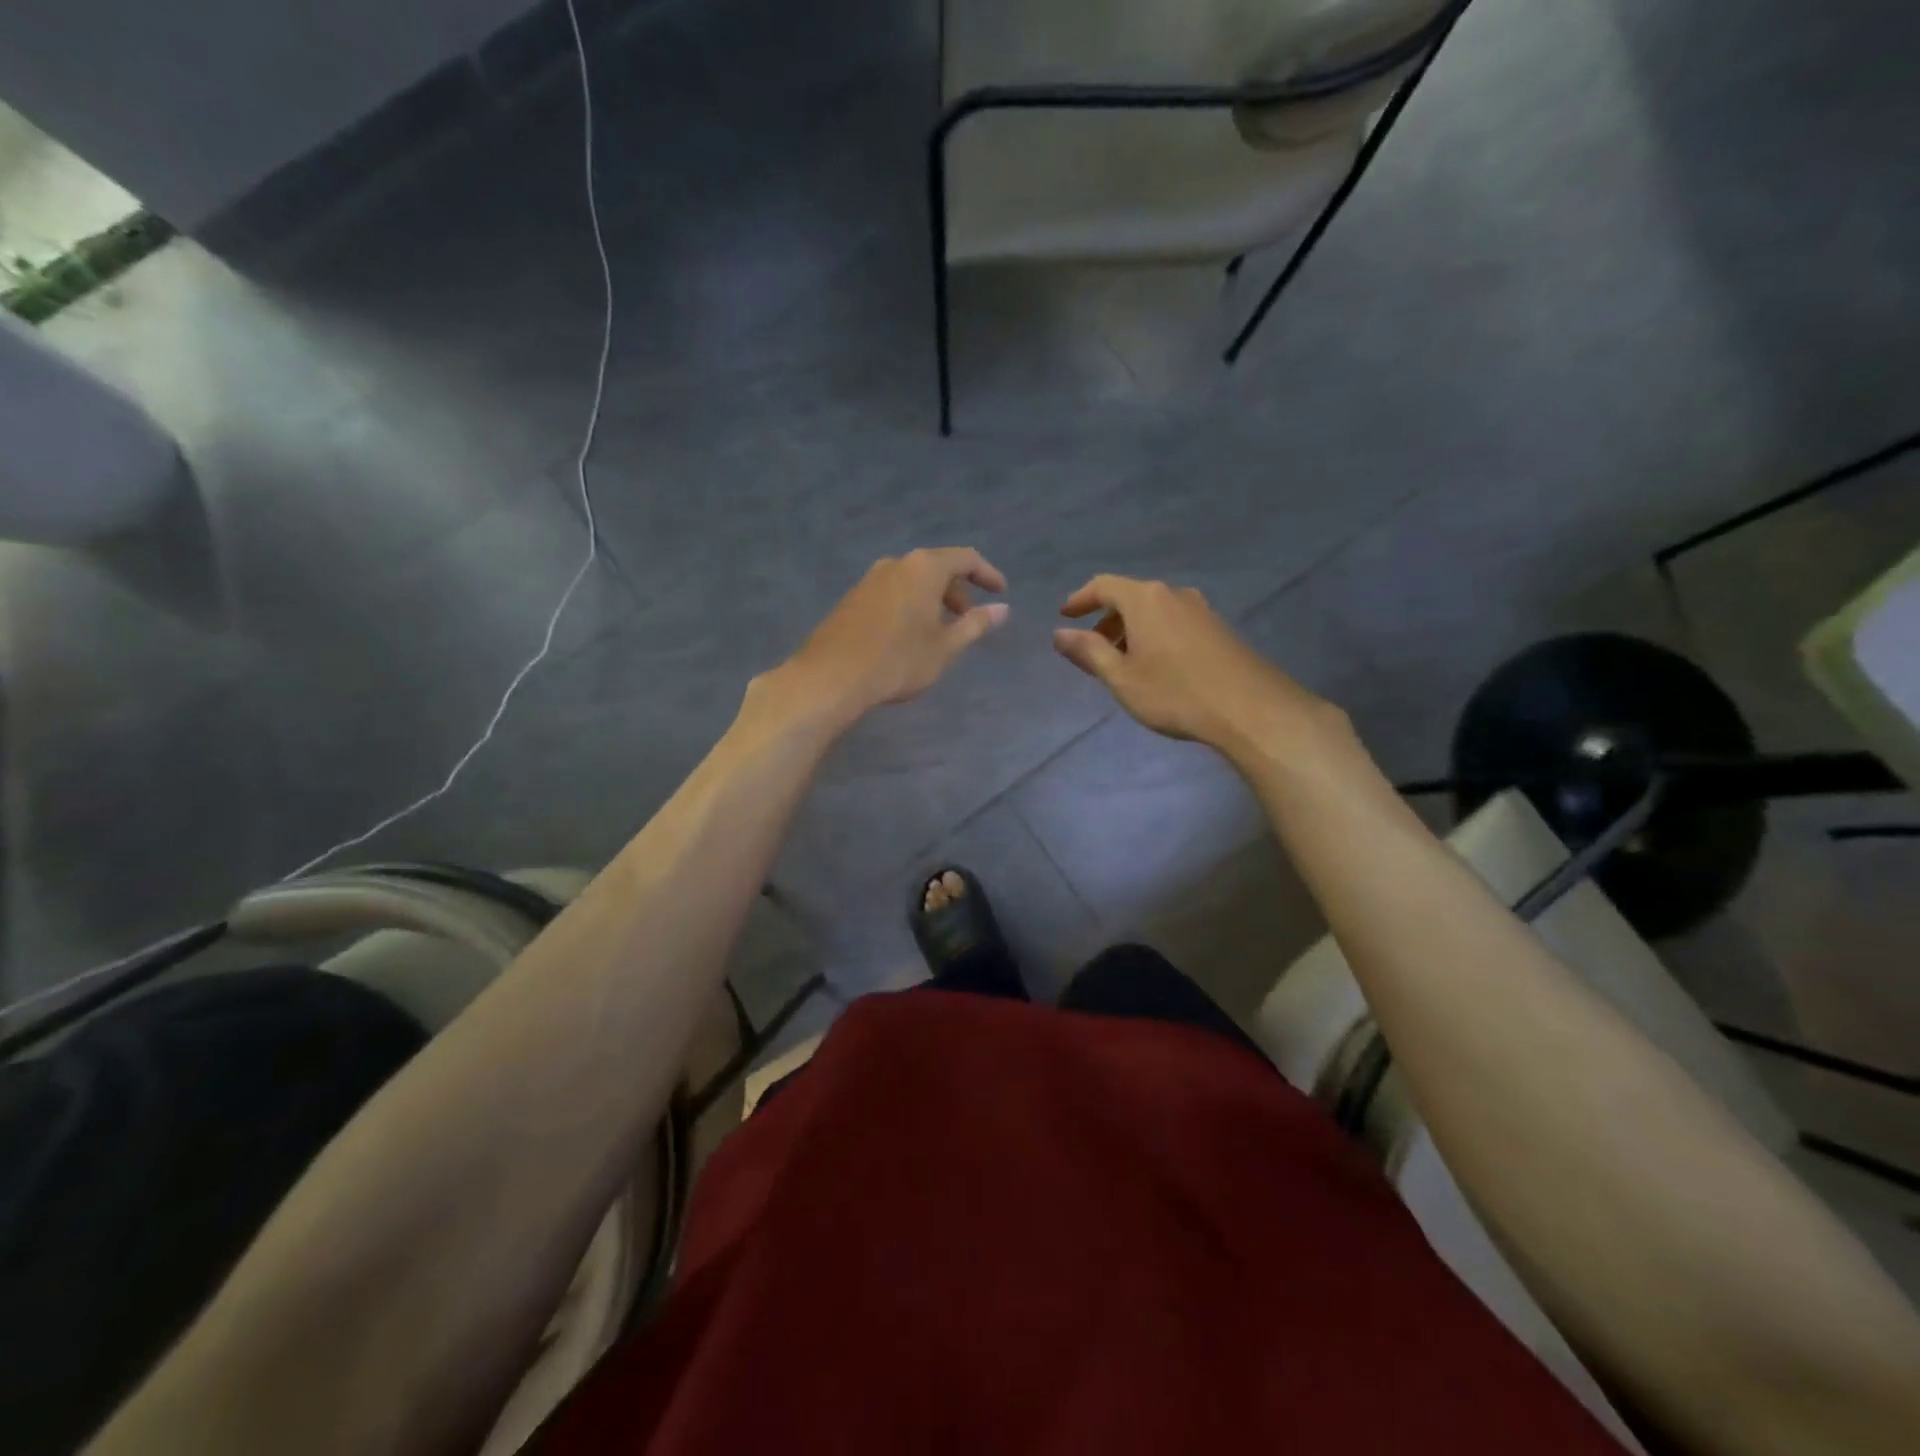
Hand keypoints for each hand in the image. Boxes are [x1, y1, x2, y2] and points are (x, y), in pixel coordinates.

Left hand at [777, 548, 1009, 727]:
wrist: (831, 677)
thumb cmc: (898, 661)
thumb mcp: (945, 647)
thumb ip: (975, 624)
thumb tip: (1002, 609)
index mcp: (923, 568)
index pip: (965, 559)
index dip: (987, 573)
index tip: (1001, 592)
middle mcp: (896, 564)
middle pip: (936, 567)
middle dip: (957, 591)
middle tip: (968, 620)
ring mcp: (869, 579)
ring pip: (912, 581)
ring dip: (932, 600)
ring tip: (939, 632)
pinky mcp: (852, 598)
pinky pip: (892, 593)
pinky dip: (909, 606)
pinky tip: (908, 637)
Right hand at [1052, 575, 1346, 763]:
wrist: (1249, 709)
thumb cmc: (1174, 692)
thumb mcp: (1121, 677)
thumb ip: (1088, 652)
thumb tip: (1060, 634)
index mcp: (1145, 599)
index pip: (1103, 586)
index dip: (1080, 599)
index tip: (1065, 616)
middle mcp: (1173, 594)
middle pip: (1130, 597)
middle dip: (1106, 620)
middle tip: (1093, 649)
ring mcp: (1200, 609)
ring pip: (1154, 611)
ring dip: (1132, 630)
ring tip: (1124, 663)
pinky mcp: (1218, 628)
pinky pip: (1174, 622)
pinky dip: (1155, 635)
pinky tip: (1157, 667)